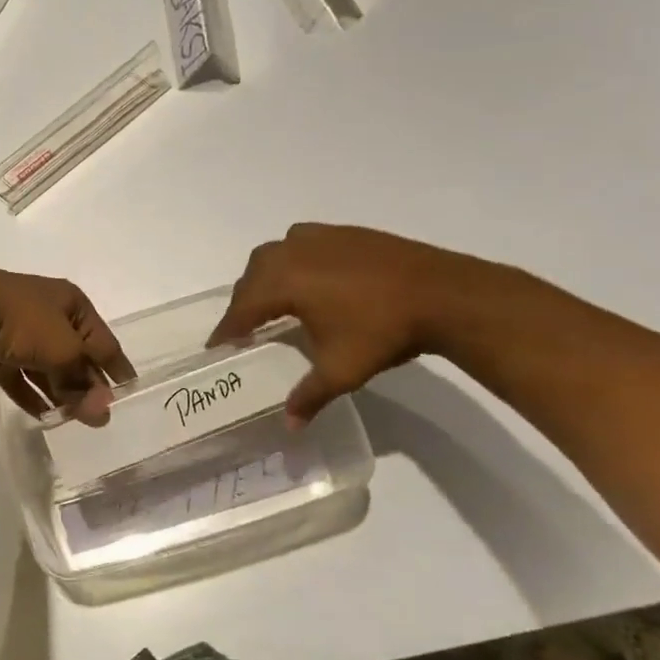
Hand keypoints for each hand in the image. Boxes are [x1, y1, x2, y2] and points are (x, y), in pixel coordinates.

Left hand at [0, 266, 134, 425]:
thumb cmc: (22, 320)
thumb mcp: (63, 350)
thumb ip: (83, 382)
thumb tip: (103, 411)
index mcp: (70, 302)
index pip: (102, 339)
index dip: (117, 366)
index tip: (129, 392)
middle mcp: (47, 312)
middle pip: (74, 353)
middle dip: (86, 384)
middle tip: (99, 416)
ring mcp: (18, 329)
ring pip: (46, 365)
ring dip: (60, 392)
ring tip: (73, 421)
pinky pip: (19, 374)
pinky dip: (31, 393)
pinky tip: (43, 416)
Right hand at [207, 224, 486, 425]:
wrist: (443, 294)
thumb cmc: (383, 331)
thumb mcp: (342, 371)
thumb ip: (308, 396)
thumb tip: (290, 426)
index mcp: (284, 283)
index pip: (241, 308)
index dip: (226, 329)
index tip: (217, 345)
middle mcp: (293, 254)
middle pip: (252, 276)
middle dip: (243, 301)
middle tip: (244, 327)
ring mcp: (320, 238)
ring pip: (274, 253)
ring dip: (264, 275)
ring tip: (272, 298)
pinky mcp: (344, 233)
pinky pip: (301, 241)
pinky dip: (292, 259)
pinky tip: (308, 275)